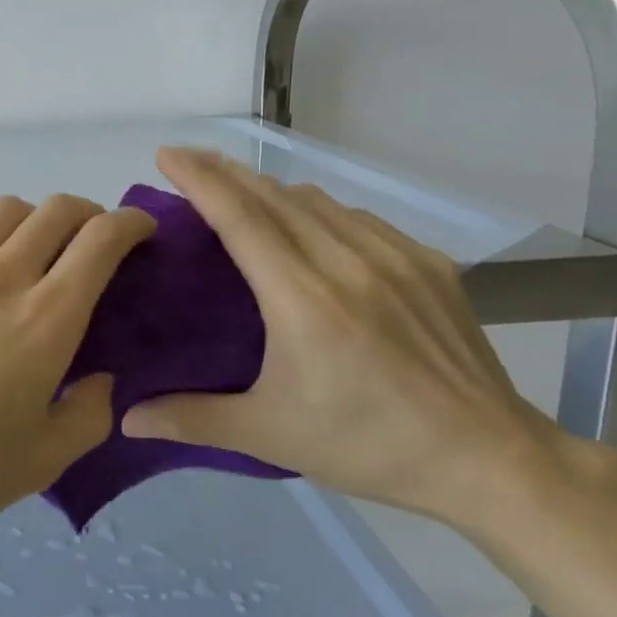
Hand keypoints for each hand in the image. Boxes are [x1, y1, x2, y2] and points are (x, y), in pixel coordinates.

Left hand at [0, 194, 156, 541]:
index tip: (140, 230)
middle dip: (85, 212)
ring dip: (28, 220)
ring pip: (0, 212)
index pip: (100, 241)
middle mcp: (0, 278)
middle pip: (54, 211)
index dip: (130, 223)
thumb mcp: (43, 461)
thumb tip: (101, 379)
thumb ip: (89, 414)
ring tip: (27, 248)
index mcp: (46, 319)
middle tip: (89, 238)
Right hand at [121, 147, 559, 522]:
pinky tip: (311, 227)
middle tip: (187, 161)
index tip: (166, 155)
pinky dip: (319, 210)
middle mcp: (347, 263)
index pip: (241, 217)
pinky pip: (358, 218)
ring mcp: (394, 257)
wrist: (490, 461)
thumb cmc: (370, 446)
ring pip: (317, 201)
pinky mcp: (428, 264)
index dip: (199, 179)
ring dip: (270, 189)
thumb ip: (193, 419)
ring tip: (241, 194)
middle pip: (273, 196)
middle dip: (224, 171)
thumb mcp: (272, 436)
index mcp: (303, 300)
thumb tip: (127, 419)